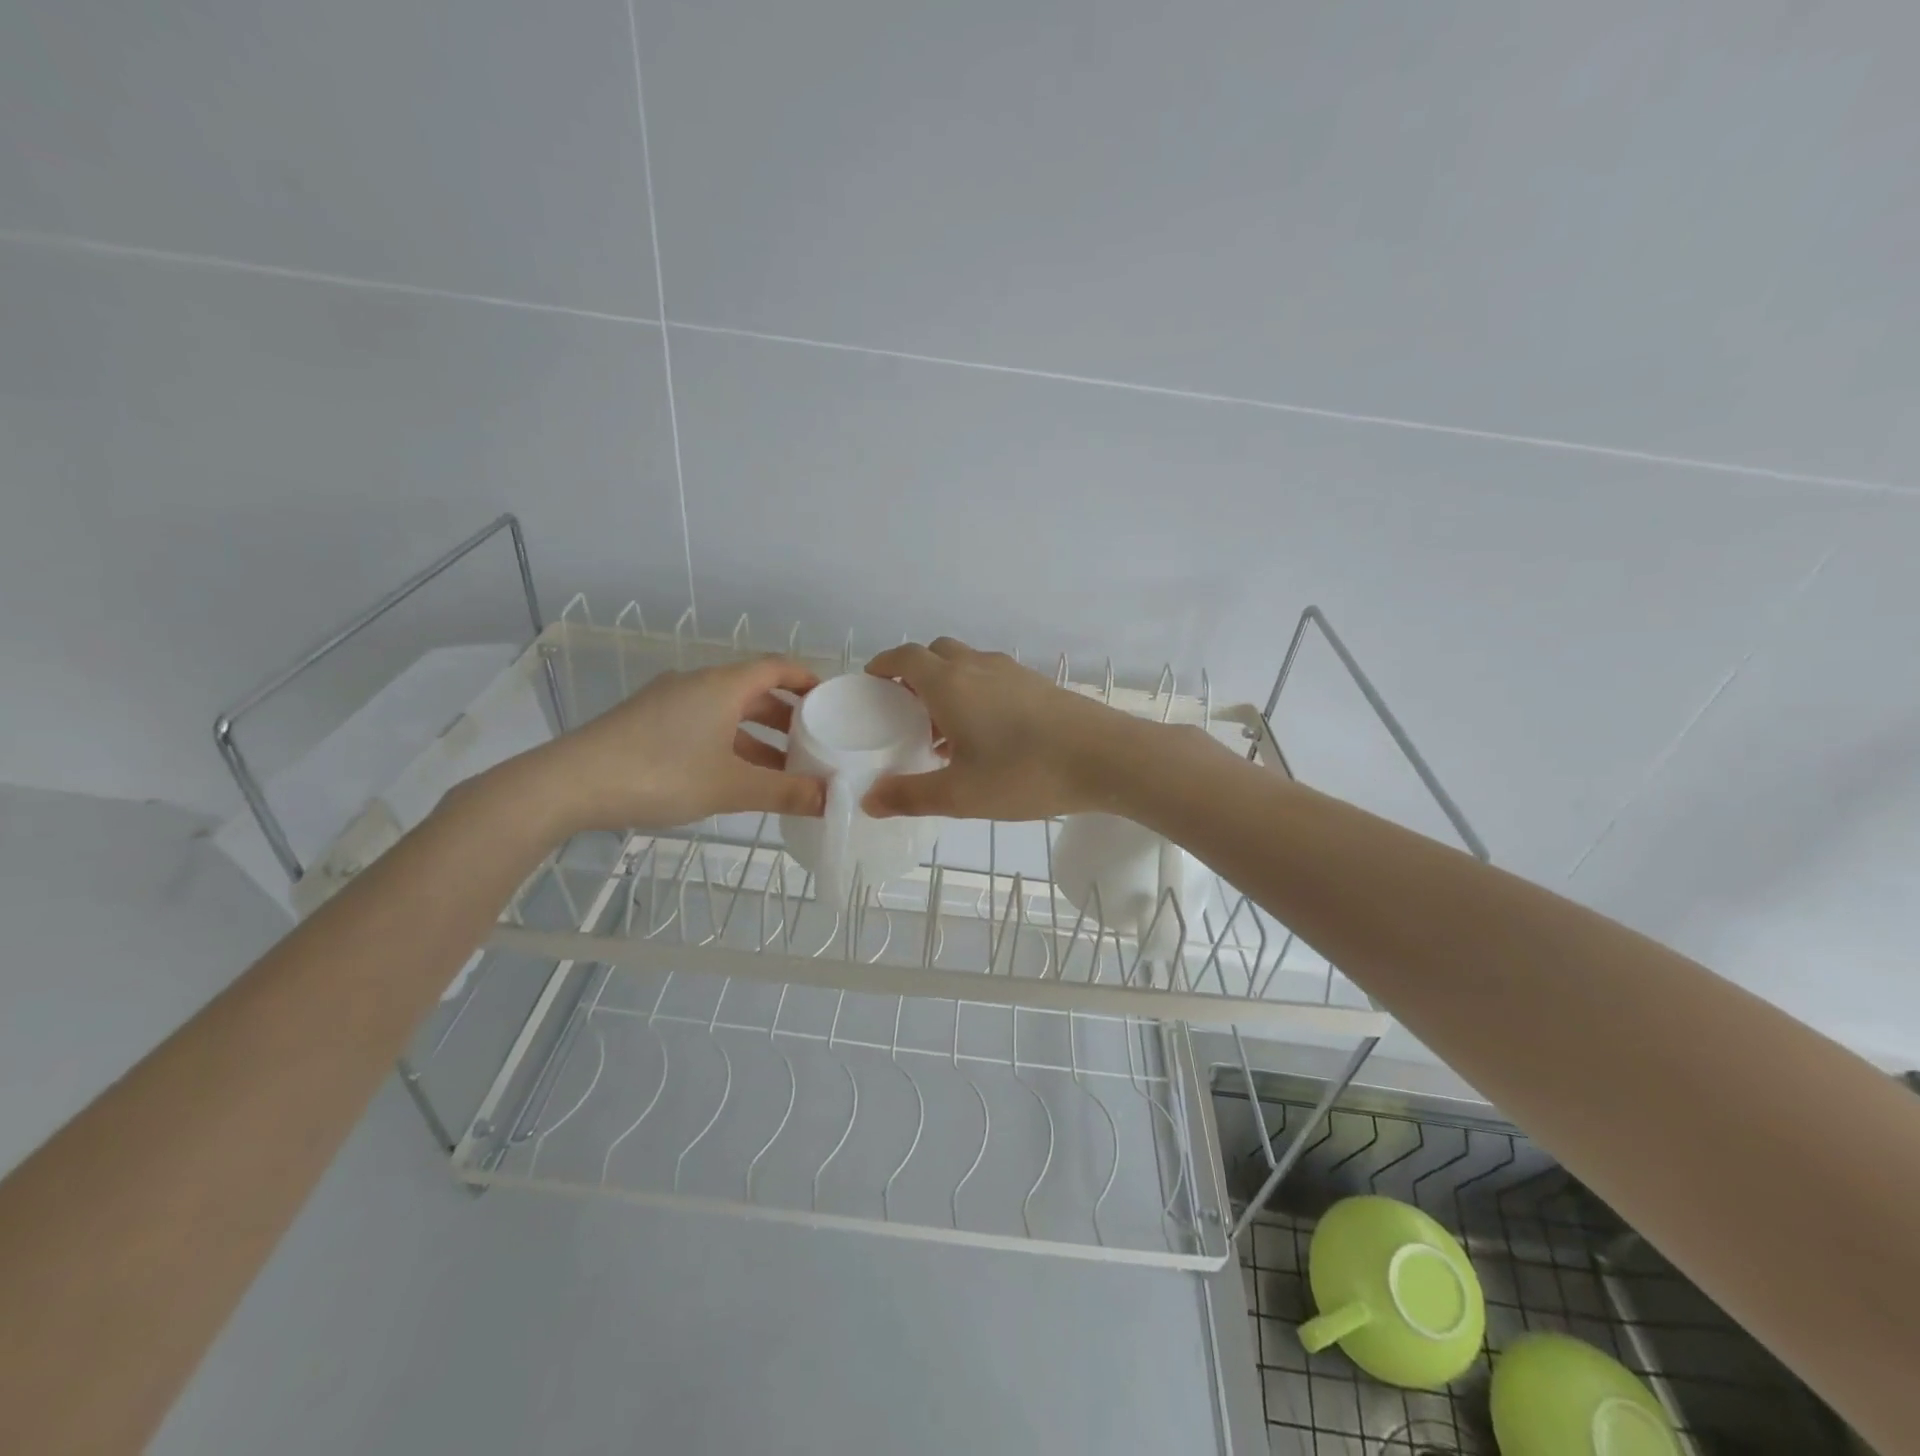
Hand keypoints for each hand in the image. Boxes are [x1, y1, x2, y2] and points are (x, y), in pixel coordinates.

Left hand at [527, 657, 825, 832]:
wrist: (569, 784)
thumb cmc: (660, 774)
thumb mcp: (730, 787)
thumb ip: (784, 792)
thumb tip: (830, 799)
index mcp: (722, 685)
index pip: (776, 667)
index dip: (806, 680)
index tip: (830, 700)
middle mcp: (697, 684)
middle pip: (753, 690)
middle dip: (786, 716)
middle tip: (813, 742)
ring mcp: (667, 702)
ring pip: (726, 711)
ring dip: (756, 736)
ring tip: (780, 768)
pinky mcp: (646, 722)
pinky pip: (702, 724)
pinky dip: (727, 743)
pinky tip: (732, 776)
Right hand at [861, 637, 1145, 819]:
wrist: (1106, 757)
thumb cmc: (1025, 773)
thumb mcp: (960, 795)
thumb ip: (910, 796)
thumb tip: (869, 800)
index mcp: (950, 683)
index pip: (905, 657)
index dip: (883, 664)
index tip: (872, 682)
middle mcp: (978, 666)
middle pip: (936, 653)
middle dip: (914, 673)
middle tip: (907, 710)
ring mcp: (1013, 671)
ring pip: (967, 664)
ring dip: (948, 684)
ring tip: (945, 729)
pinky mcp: (1039, 684)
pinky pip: (993, 677)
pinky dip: (976, 692)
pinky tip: (988, 735)